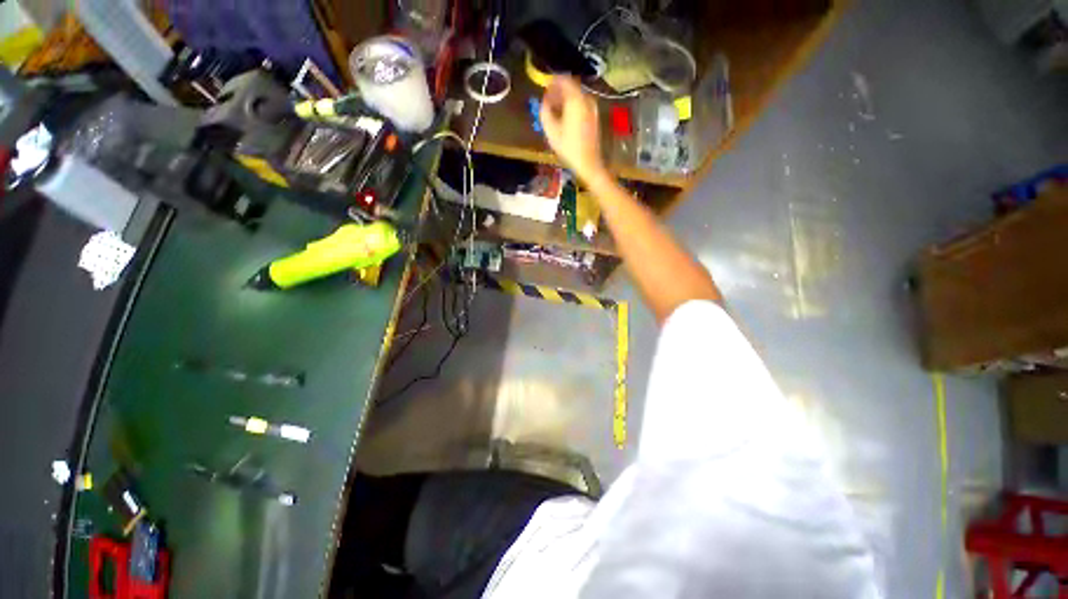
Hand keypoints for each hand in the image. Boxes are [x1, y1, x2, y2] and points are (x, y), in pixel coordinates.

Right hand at [540, 76, 605, 181]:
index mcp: (575, 100)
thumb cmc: (569, 148)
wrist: (589, 163)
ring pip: (576, 96)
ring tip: (555, 109)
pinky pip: (581, 104)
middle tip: (548, 99)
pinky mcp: (594, 117)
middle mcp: (586, 99)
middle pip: (571, 87)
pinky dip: (572, 106)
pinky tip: (565, 117)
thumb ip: (545, 112)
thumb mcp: (551, 131)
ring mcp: (592, 108)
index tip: (544, 86)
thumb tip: (544, 102)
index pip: (564, 80)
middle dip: (559, 91)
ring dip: (565, 99)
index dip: (553, 81)